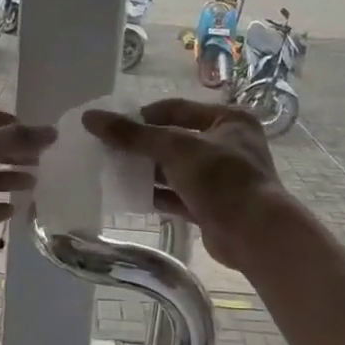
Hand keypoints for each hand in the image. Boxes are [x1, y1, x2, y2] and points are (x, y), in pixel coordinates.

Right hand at [83, 98, 285, 268]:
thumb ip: (133, 135)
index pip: (176, 109)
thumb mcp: (175, 149)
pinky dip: (157, 195)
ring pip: (175, 170)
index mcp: (228, 120)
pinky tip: (130, 196)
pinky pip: (178, 195)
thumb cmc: (221, 179)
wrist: (254, 234)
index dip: (142, 116)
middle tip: (108, 151)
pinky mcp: (212, 206)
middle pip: (174, 140)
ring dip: (147, 172)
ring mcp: (220, 178)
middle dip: (142, 146)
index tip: (112, 126)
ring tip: (112, 172)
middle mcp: (227, 144)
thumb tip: (90, 118)